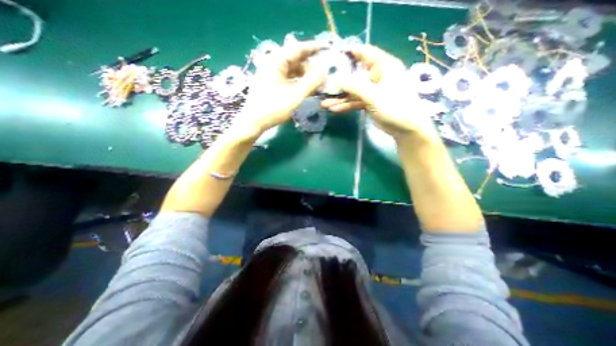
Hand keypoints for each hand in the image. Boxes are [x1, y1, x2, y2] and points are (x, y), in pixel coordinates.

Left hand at [237, 40, 328, 135]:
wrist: (254, 122)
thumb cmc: (273, 108)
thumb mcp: (295, 95)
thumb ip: (311, 82)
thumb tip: (325, 70)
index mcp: (276, 61)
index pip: (298, 48)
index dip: (313, 48)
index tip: (326, 48)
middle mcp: (273, 63)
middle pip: (295, 59)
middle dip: (310, 66)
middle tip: (323, 73)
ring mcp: (271, 74)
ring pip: (292, 70)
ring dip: (305, 76)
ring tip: (317, 83)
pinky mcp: (271, 83)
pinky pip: (288, 78)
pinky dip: (298, 82)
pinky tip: (306, 88)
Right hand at [322, 45, 436, 141]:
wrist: (404, 128)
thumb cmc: (394, 107)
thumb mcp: (373, 96)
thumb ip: (354, 87)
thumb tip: (335, 79)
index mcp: (383, 66)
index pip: (364, 52)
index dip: (348, 52)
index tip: (332, 55)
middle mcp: (377, 75)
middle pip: (354, 74)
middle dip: (339, 81)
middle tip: (323, 84)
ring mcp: (372, 90)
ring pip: (353, 91)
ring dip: (340, 98)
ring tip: (324, 103)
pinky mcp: (369, 102)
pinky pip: (355, 101)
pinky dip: (346, 105)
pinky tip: (334, 109)